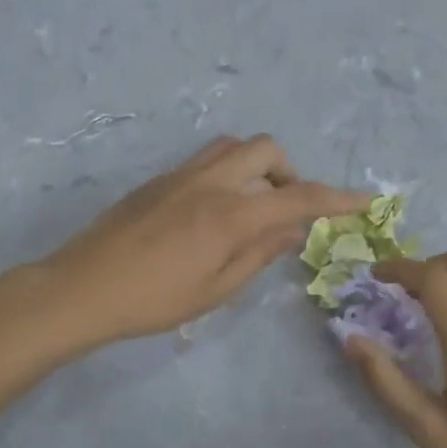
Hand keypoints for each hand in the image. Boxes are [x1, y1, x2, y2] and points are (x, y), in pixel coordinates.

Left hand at [42, 135, 368, 347]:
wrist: (81, 288)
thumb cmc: (153, 300)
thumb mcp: (216, 289)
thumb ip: (259, 254)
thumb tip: (293, 231)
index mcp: (230, 215)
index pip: (297, 198)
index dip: (338, 199)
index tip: (366, 200)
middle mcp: (210, 183)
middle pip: (267, 150)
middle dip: (290, 174)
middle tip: (286, 211)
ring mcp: (181, 176)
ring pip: (235, 147)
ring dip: (257, 167)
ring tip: (252, 207)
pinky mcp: (159, 179)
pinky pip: (208, 159)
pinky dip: (230, 172)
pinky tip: (217, 210)